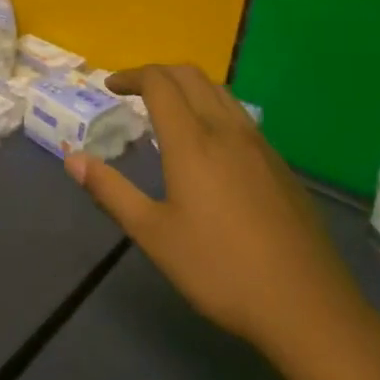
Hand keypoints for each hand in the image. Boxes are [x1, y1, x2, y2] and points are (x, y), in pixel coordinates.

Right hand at [66, 64, 372, 368]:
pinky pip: (240, 116)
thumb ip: (111, 191)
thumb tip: (72, 158)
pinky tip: (209, 144)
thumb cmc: (220, 269)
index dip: (131, 76)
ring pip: (220, 92)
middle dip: (158, 73)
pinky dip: (213, 108)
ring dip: (188, 86)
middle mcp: (226, 131)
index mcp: (192, 142)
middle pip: (191, 76)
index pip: (159, 83)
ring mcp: (259, 146)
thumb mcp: (154, 235)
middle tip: (133, 92)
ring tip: (168, 110)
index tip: (110, 86)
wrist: (307, 305)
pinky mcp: (280, 165)